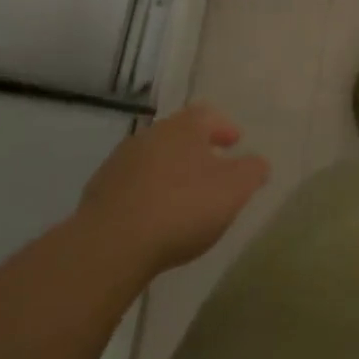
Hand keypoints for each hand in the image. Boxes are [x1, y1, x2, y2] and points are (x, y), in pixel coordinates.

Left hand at [75, 104, 269, 278]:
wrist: (112, 243)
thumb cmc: (183, 207)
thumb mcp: (234, 190)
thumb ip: (252, 171)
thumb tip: (258, 162)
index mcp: (184, 127)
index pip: (208, 115)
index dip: (224, 127)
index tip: (235, 142)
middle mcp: (151, 134)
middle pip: (179, 134)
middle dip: (197, 148)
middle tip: (212, 168)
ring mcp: (121, 161)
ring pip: (154, 158)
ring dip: (170, 170)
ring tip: (183, 196)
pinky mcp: (99, 190)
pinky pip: (132, 184)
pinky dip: (147, 192)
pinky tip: (153, 216)